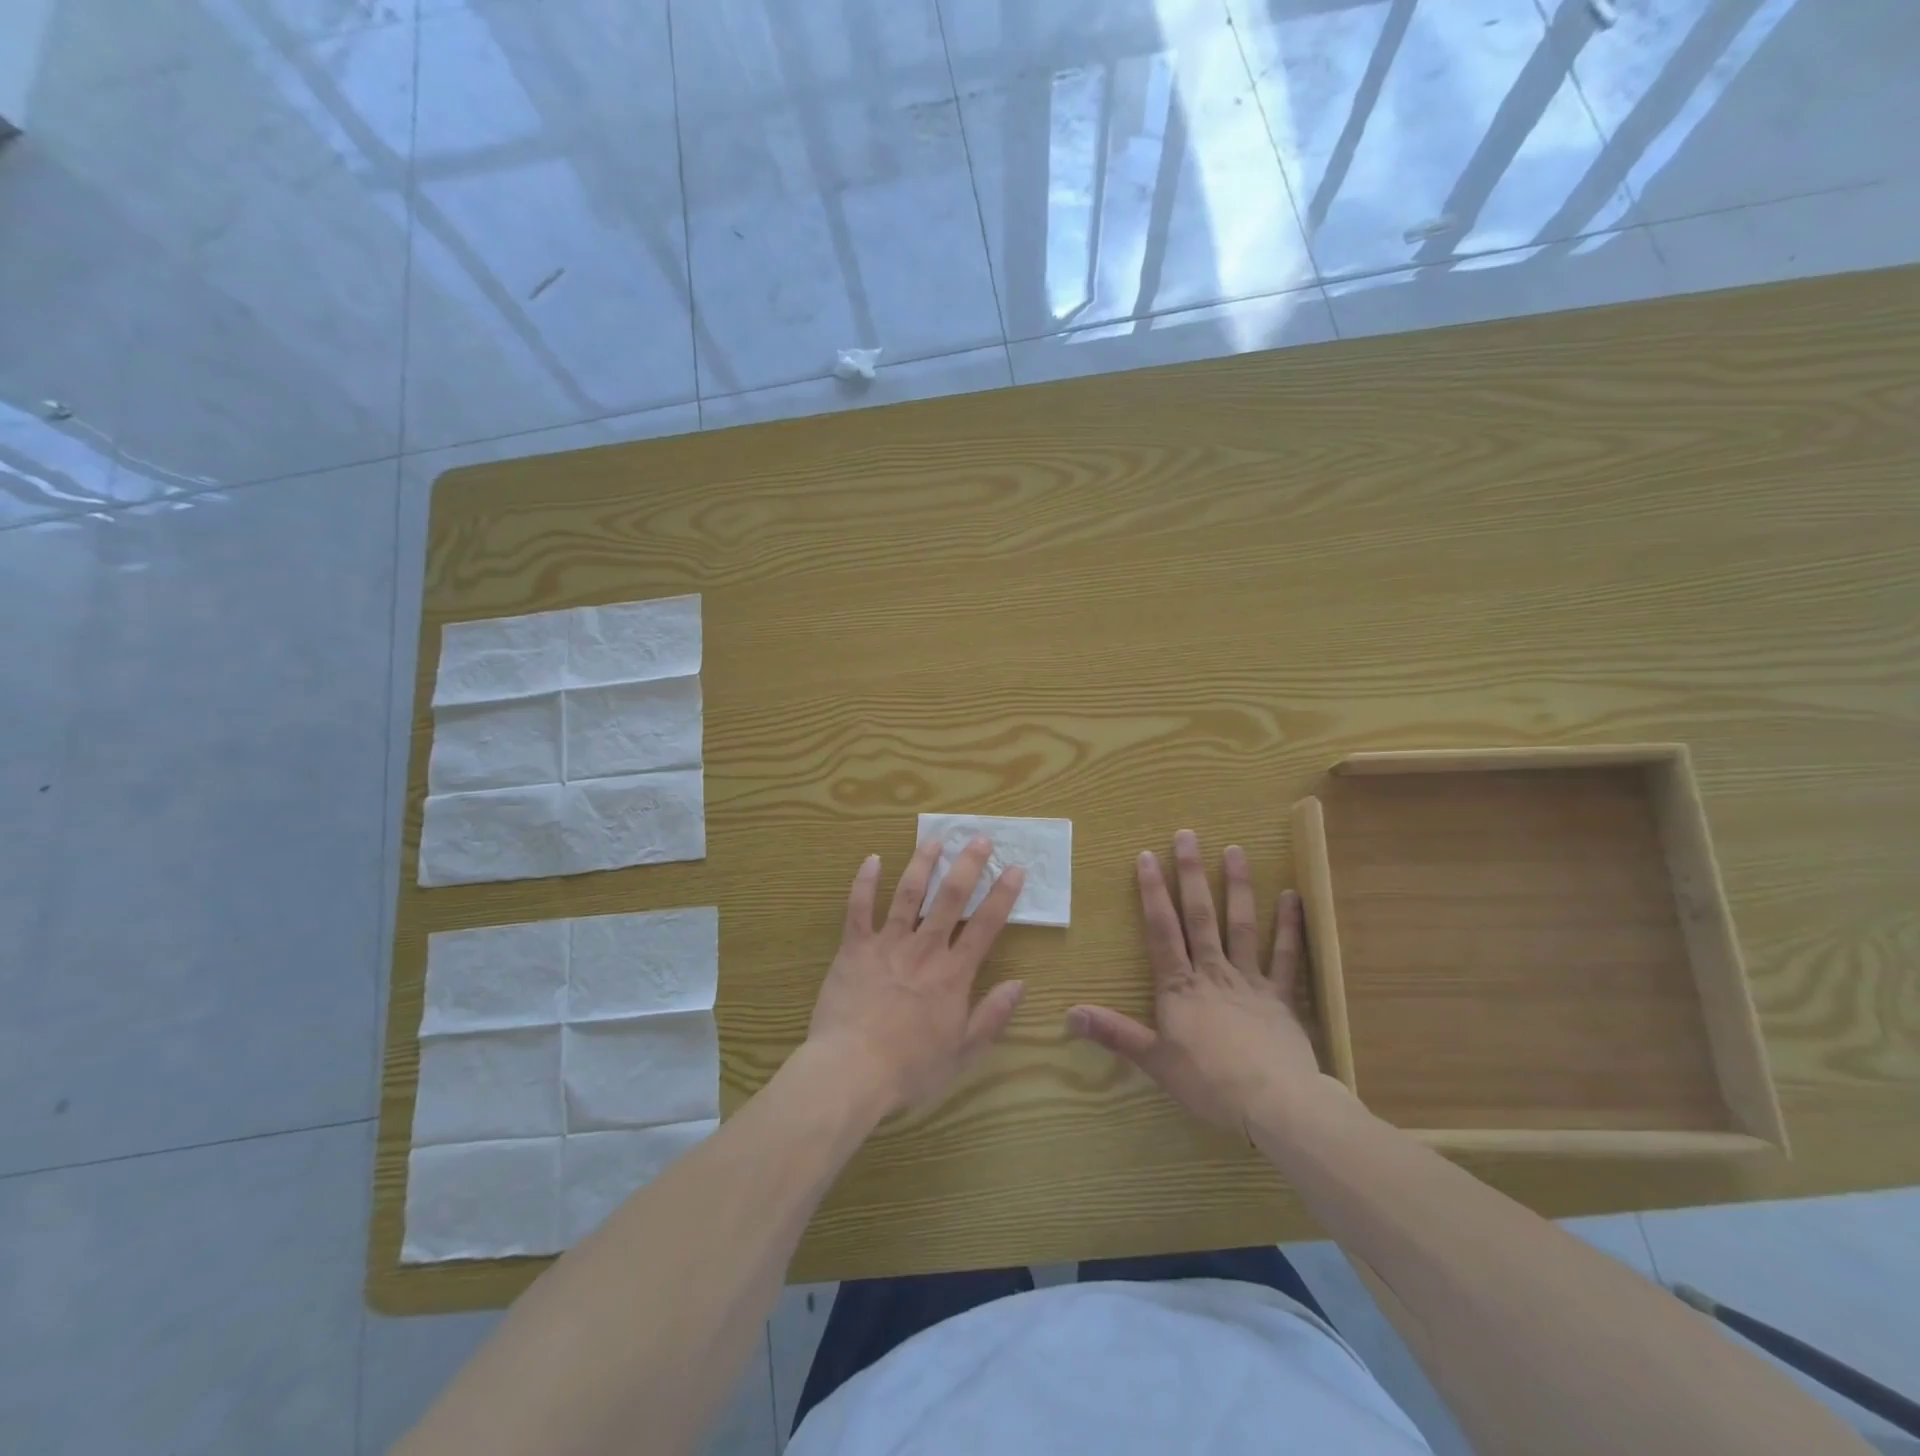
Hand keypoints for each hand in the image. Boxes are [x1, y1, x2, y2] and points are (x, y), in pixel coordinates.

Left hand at [805, 837, 1026, 1116]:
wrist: (852, 1071)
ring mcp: (887, 944)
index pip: (986, 926)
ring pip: (908, 894)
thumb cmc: (910, 1069)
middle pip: (950, 899)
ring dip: (923, 863)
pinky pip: (858, 908)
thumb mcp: (963, 1053)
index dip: (1003, 895)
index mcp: (953, 974)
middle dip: (968, 865)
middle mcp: (924, 949)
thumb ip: (992, 1016)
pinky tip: (872, 859)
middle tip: (980, 838)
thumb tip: (1019, 984)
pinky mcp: (854, 948)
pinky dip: (864, 882)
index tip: (1015, 868)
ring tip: (935, 838)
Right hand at [1067, 830, 1322, 1130]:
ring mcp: (1249, 980)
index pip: (1161, 930)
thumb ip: (1114, 1034)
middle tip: (1187, 835)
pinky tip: (1292, 896)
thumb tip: (1069, 1014)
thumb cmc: (1209, 1083)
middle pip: (1199, 916)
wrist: (1274, 1105)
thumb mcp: (1154, 1062)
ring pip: (1241, 925)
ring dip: (1236, 887)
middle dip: (1190, 874)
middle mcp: (1212, 972)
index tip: (1146, 856)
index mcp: (1179, 986)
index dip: (1152, 892)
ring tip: (1234, 850)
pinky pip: (1286, 956)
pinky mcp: (1281, 996)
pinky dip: (1289, 926)